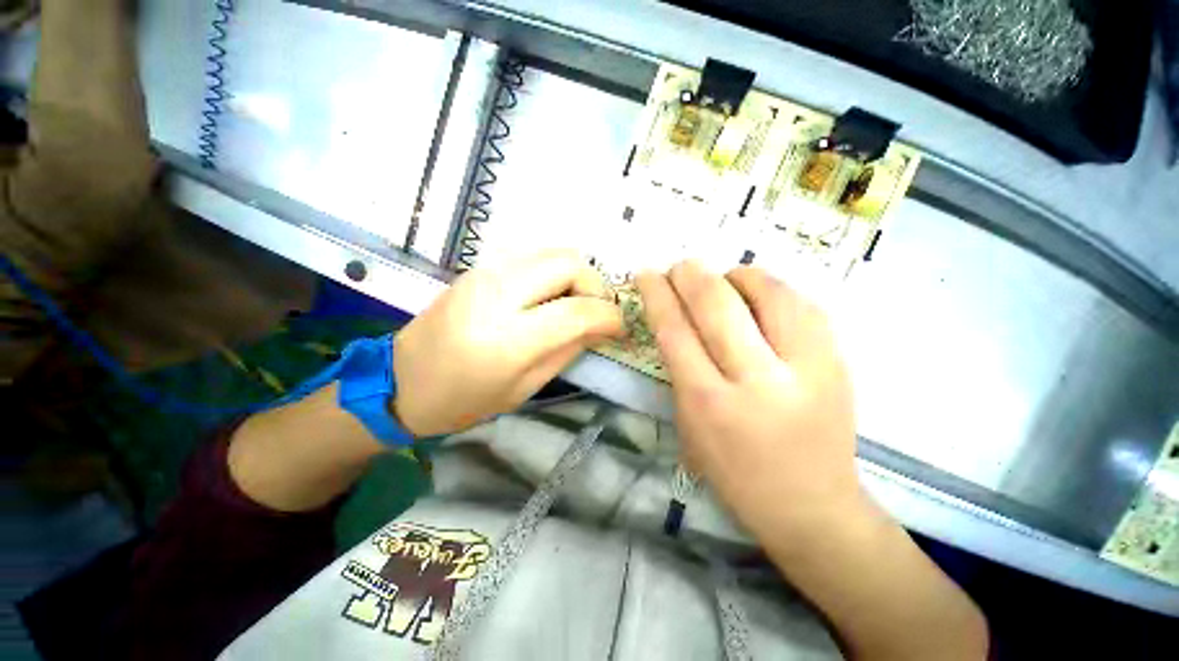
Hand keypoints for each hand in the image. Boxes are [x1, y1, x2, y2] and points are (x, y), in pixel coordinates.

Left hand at [392, 250, 623, 436]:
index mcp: (507, 339)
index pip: (576, 311)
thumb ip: (568, 350)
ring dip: (576, 276)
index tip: (620, 327)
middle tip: (598, 311)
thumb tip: (601, 326)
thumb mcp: (525, 387)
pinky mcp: (479, 267)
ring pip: (553, 252)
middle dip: (595, 285)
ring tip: (577, 304)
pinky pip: (533, 257)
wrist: (401, 381)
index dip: (609, 316)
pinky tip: (551, 297)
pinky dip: (554, 272)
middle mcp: (496, 294)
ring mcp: (484, 273)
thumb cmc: (463, 400)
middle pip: (568, 263)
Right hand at [637, 261, 859, 536]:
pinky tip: (759, 297)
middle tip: (680, 267)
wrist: (812, 506)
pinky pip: (800, 302)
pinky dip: (771, 289)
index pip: (675, 329)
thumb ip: (680, 368)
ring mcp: (806, 366)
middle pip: (716, 303)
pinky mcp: (837, 360)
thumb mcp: (688, 425)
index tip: (647, 274)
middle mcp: (757, 379)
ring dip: (735, 275)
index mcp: (709, 402)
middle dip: (690, 274)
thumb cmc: (734, 472)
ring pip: (766, 291)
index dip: (657, 294)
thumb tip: (676, 316)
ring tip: (723, 281)